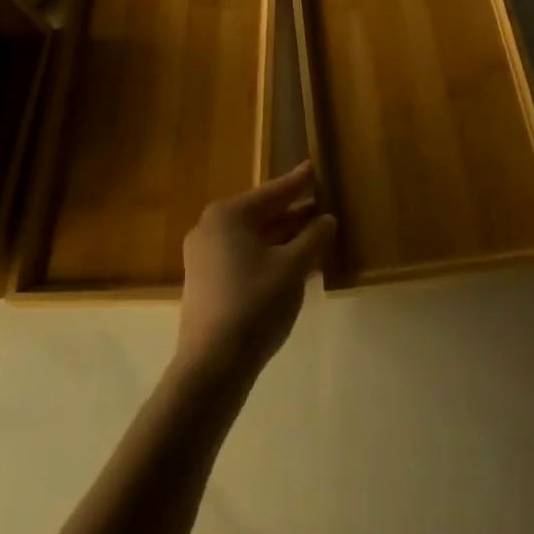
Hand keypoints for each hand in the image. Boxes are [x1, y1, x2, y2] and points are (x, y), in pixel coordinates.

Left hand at [176, 163, 335, 384]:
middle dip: (294, 212)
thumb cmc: (255, 304)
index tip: (315, 167)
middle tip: (323, 204)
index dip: (298, 182)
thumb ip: (313, 238)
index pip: (272, 193)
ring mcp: (205, 257)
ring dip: (286, 237)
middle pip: (262, 214)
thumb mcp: (293, 267)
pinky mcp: (207, 282)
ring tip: (318, 234)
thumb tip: (327, 219)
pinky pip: (246, 257)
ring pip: (255, 238)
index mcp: (228, 216)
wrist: (213, 366)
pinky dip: (271, 256)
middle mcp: (211, 229)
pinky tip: (298, 264)